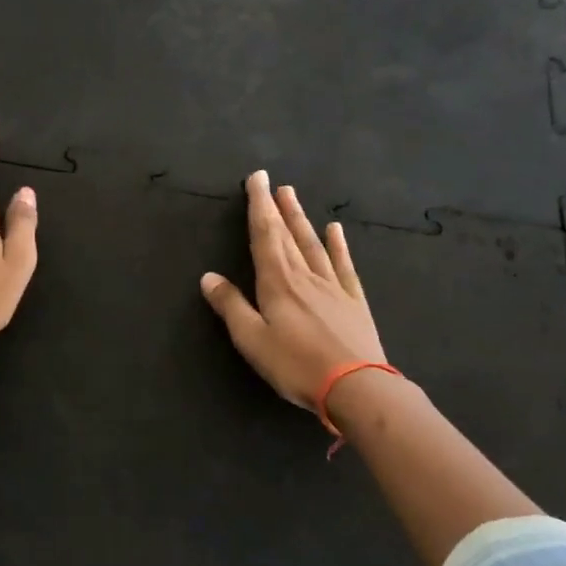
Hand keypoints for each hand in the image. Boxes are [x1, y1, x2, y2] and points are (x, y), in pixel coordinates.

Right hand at [200, 170, 387, 408]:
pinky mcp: (353, 301)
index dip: (258, 207)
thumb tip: (208, 276)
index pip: (264, 236)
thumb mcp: (252, 340)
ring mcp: (332, 286)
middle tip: (272, 182)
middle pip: (288, 235)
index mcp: (277, 283)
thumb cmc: (296, 365)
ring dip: (301, 219)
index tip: (256, 179)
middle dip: (277, 207)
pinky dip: (338, 245)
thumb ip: (231, 306)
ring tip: (293, 197)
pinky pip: (343, 265)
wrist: (357, 386)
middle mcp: (305, 276)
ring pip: (313, 244)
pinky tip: (335, 230)